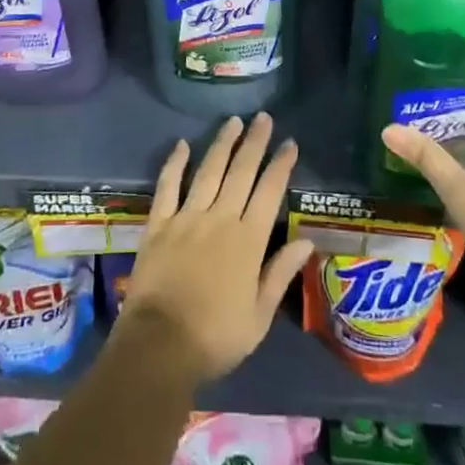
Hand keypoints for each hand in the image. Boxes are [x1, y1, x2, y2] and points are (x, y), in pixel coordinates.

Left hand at [117, 113, 313, 383]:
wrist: (159, 346)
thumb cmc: (215, 337)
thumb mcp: (259, 315)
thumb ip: (280, 273)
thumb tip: (306, 241)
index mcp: (247, 241)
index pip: (269, 192)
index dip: (281, 165)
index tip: (290, 143)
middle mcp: (219, 219)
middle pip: (240, 172)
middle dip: (255, 143)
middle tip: (263, 118)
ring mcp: (186, 218)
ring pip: (208, 171)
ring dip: (222, 144)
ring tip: (233, 121)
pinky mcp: (158, 224)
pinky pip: (167, 186)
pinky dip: (175, 163)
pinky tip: (182, 144)